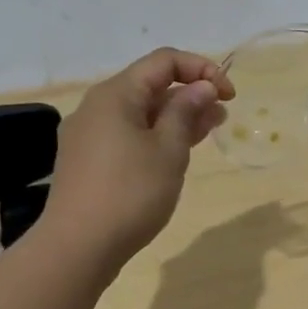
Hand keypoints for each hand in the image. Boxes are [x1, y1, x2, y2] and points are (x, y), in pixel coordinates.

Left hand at [45, 48, 234, 266]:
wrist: (78, 247)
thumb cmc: (130, 192)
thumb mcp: (169, 149)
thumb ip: (187, 111)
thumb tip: (202, 87)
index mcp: (115, 94)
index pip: (165, 61)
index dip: (202, 69)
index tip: (229, 95)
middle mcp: (97, 107)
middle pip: (151, 85)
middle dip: (191, 93)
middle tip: (223, 116)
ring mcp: (89, 135)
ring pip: (141, 112)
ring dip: (177, 117)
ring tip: (208, 132)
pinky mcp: (88, 161)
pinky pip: (128, 134)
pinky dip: (157, 135)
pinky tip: (177, 154)